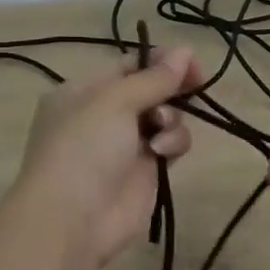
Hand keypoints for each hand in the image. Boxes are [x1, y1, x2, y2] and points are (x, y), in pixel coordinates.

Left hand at [13, 46, 202, 266]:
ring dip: (171, 118)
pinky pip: (170, 145)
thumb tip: (187, 50)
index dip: (160, 61)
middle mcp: (103, 116)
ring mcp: (125, 145)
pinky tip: (163, 153)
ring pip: (165, 117)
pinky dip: (172, 143)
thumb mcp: (114, 101)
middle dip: (172, 88)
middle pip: (151, 90)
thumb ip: (154, 77)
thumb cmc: (84, 148)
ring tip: (161, 129)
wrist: (74, 219)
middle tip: (196, 84)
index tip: (190, 62)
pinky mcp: (146, 171)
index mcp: (83, 92)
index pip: (128, 66)